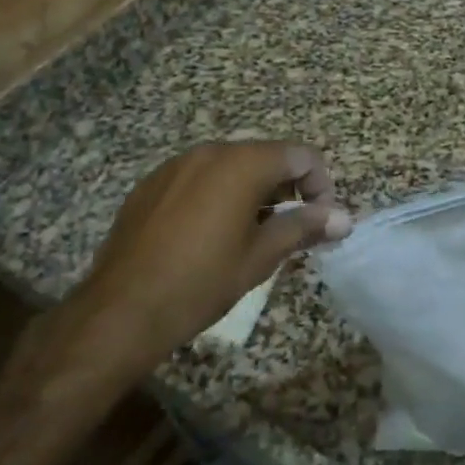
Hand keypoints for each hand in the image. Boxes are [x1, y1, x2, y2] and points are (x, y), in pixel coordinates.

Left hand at [77, 141, 350, 355]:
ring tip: (253, 233)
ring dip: (254, 190)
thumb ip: (304, 227)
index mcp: (242, 164)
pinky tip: (211, 234)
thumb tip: (345, 218)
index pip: (300, 156)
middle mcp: (209, 152)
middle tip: (291, 228)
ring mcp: (176, 165)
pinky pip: (199, 177)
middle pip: (266, 156)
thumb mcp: (260, 257)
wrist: (119, 312)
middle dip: (287, 188)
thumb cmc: (200, 283)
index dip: (320, 185)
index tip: (321, 221)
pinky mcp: (151, 184)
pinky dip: (219, 194)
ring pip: (231, 165)